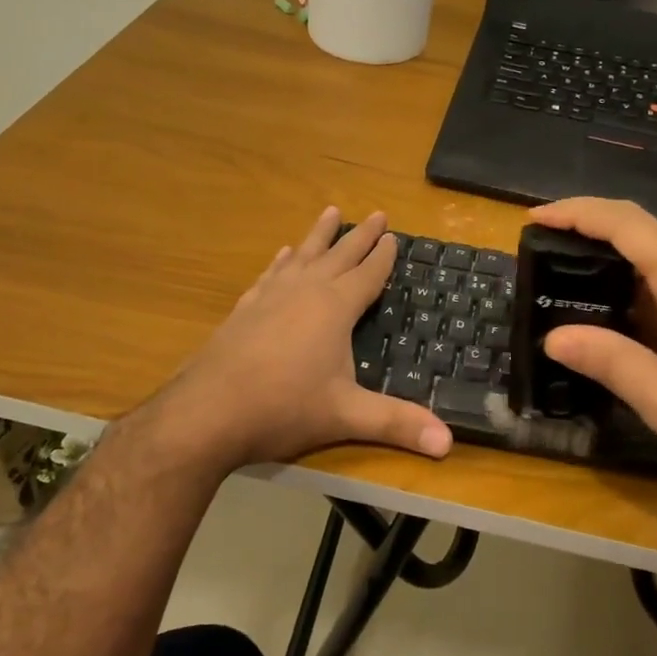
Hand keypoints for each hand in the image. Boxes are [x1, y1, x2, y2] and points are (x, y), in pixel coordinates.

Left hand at [153, 207, 452, 471]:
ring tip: (330, 213)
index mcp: (335, 308)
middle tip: (376, 213)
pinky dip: (283, 260)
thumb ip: (397, 424)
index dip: (384, 256)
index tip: (394, 235)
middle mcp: (304, 291)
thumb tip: (449, 443)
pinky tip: (283, 255)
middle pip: (339, 255)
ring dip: (319, 235)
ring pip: (303, 255)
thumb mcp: (347, 416)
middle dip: (360, 235)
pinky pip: (272, 273)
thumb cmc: (284, 408)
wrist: (208, 411)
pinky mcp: (245, 309)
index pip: (368, 274)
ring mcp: (271, 296)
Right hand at [529, 197, 656, 502]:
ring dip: (617, 273)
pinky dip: (643, 297)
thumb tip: (555, 337)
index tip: (536, 217)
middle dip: (591, 239)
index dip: (579, 212)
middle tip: (545, 259)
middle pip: (645, 239)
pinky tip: (626, 327)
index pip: (629, 226)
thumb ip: (610, 362)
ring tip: (574, 295)